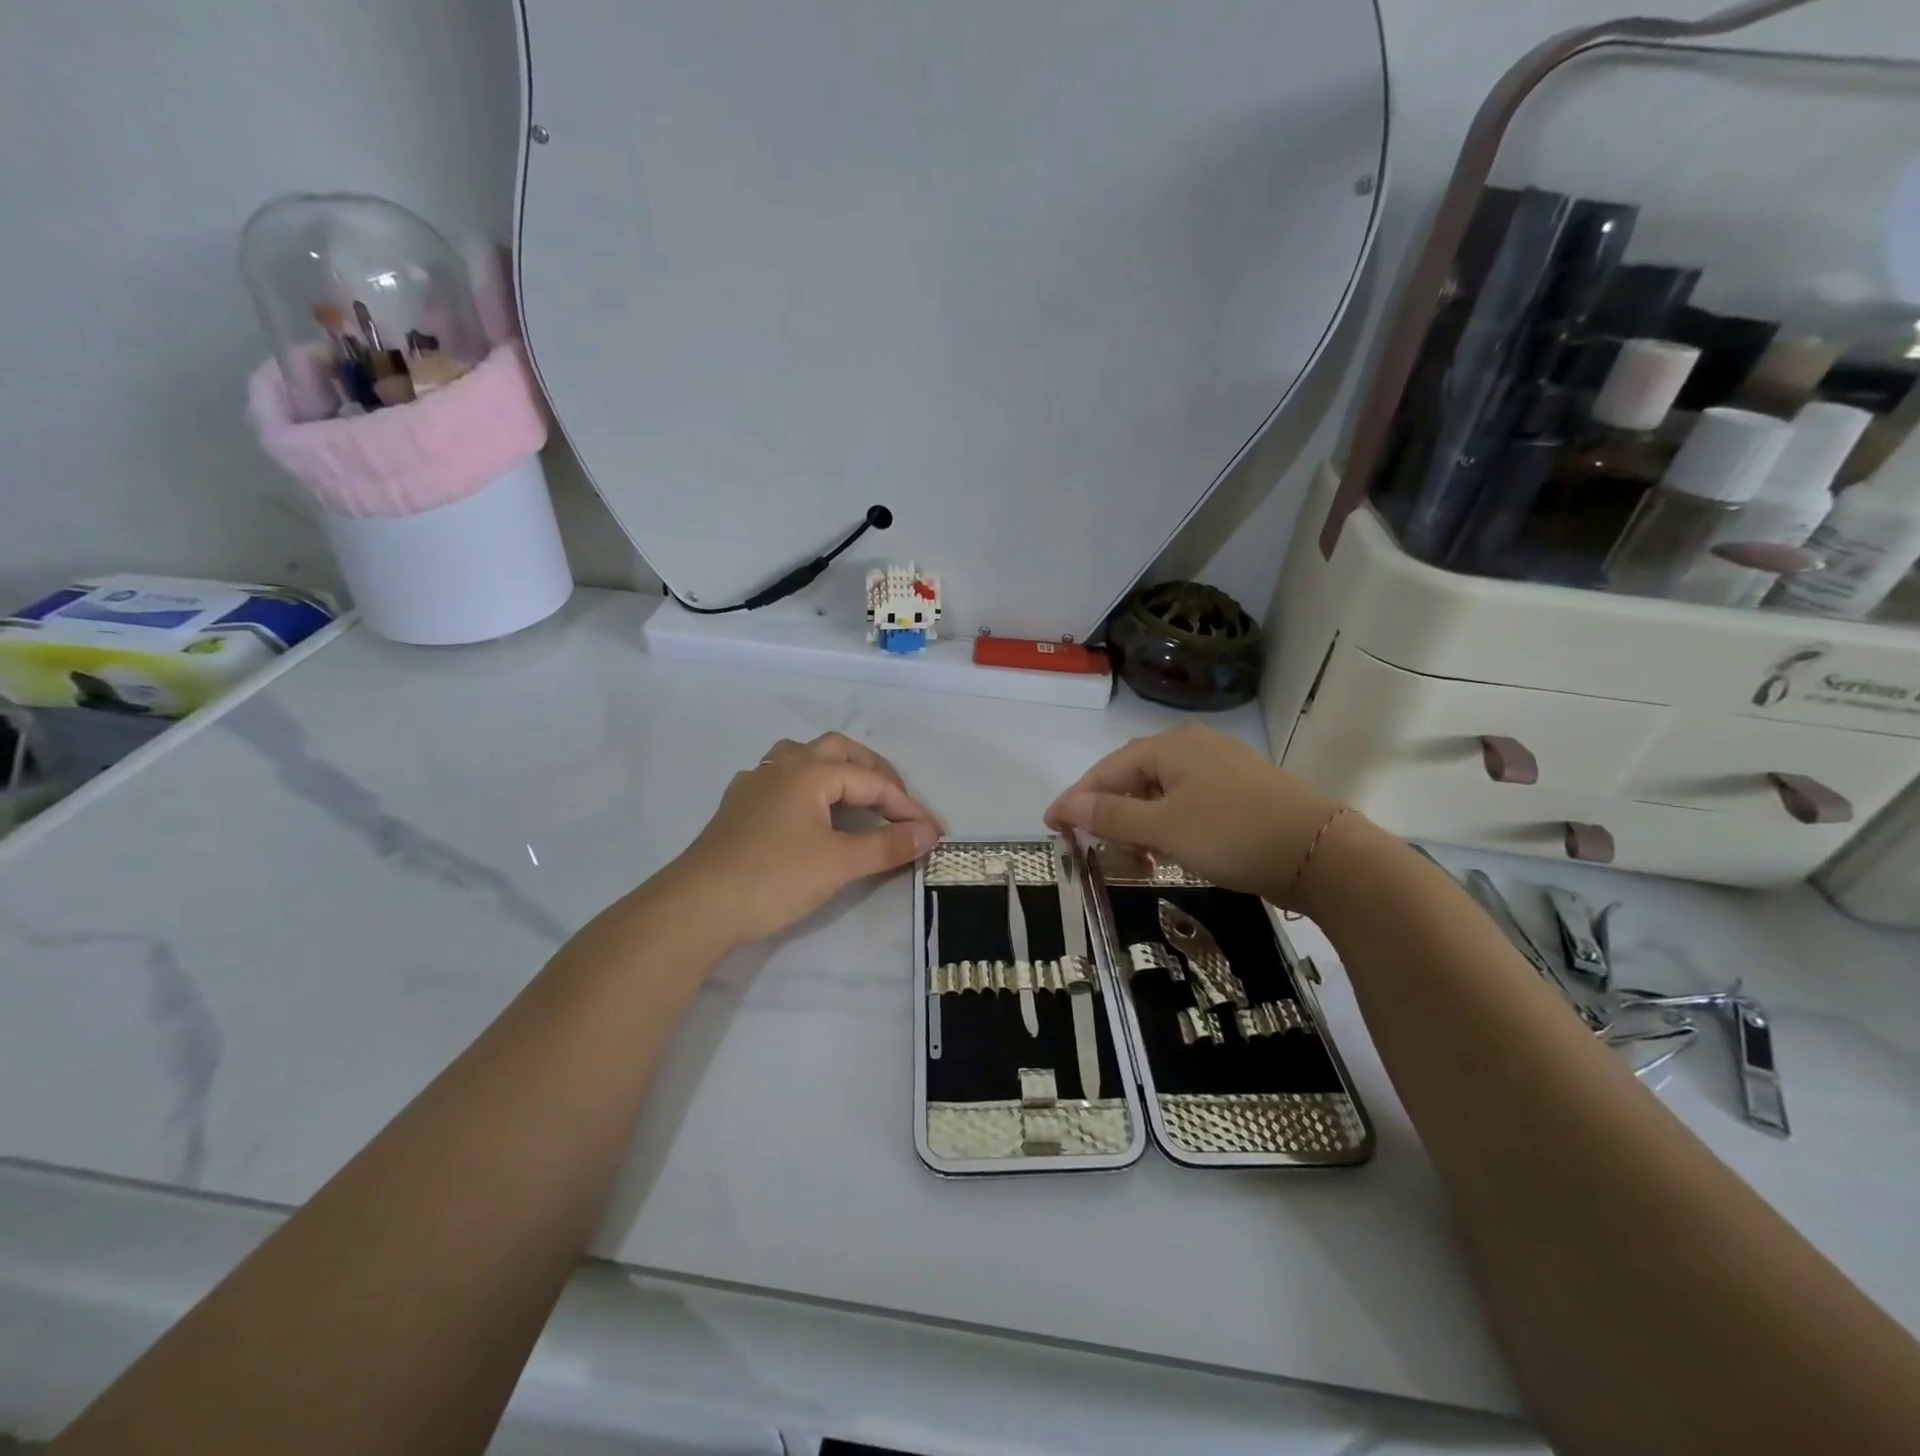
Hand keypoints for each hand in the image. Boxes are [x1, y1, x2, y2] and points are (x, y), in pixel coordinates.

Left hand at [663, 733, 941, 948]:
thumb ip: (887, 845)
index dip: (905, 806)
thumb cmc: (774, 878)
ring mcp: (755, 783)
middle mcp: (782, 766)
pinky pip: (781, 778)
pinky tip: (808, 810)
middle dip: (873, 772)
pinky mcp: (738, 806)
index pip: (871, 781)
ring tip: (855, 794)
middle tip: (896, 801)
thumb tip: (928, 834)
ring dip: (836, 769)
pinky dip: (807, 786)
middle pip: (837, 750)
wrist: (698, 906)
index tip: (931, 832)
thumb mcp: (839, 863)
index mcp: (809, 771)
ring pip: (803, 757)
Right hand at [1044, 724, 1348, 906]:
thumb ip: (1111, 816)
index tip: (1051, 826)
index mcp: (1170, 746)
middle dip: (1108, 811)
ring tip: (1127, 854)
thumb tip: (1064, 805)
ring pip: (1161, 791)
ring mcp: (1221, 766)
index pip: (1107, 769)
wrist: (1321, 853)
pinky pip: (1187, 801)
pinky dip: (1166, 824)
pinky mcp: (1240, 790)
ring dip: (1138, 821)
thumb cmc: (1232, 833)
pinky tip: (1166, 848)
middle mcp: (1193, 746)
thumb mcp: (1163, 828)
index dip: (1076, 798)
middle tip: (1090, 844)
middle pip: (1133, 776)